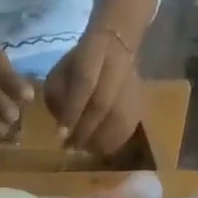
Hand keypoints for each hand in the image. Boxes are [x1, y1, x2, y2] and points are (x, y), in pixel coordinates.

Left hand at [44, 27, 142, 155]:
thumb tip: (63, 129)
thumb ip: (57, 96)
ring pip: (117, 120)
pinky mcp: (140, 103)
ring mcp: (133, 85)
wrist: (116, 49)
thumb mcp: (60, 71)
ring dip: (96, 140)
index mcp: (95, 50)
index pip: (85, 82)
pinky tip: (97, 147)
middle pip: (102, 104)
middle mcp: (118, 65)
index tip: (60, 135)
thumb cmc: (80, 65)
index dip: (72, 111)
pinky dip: (110, 143)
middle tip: (69, 147)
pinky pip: (126, 129)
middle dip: (83, 130)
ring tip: (82, 149)